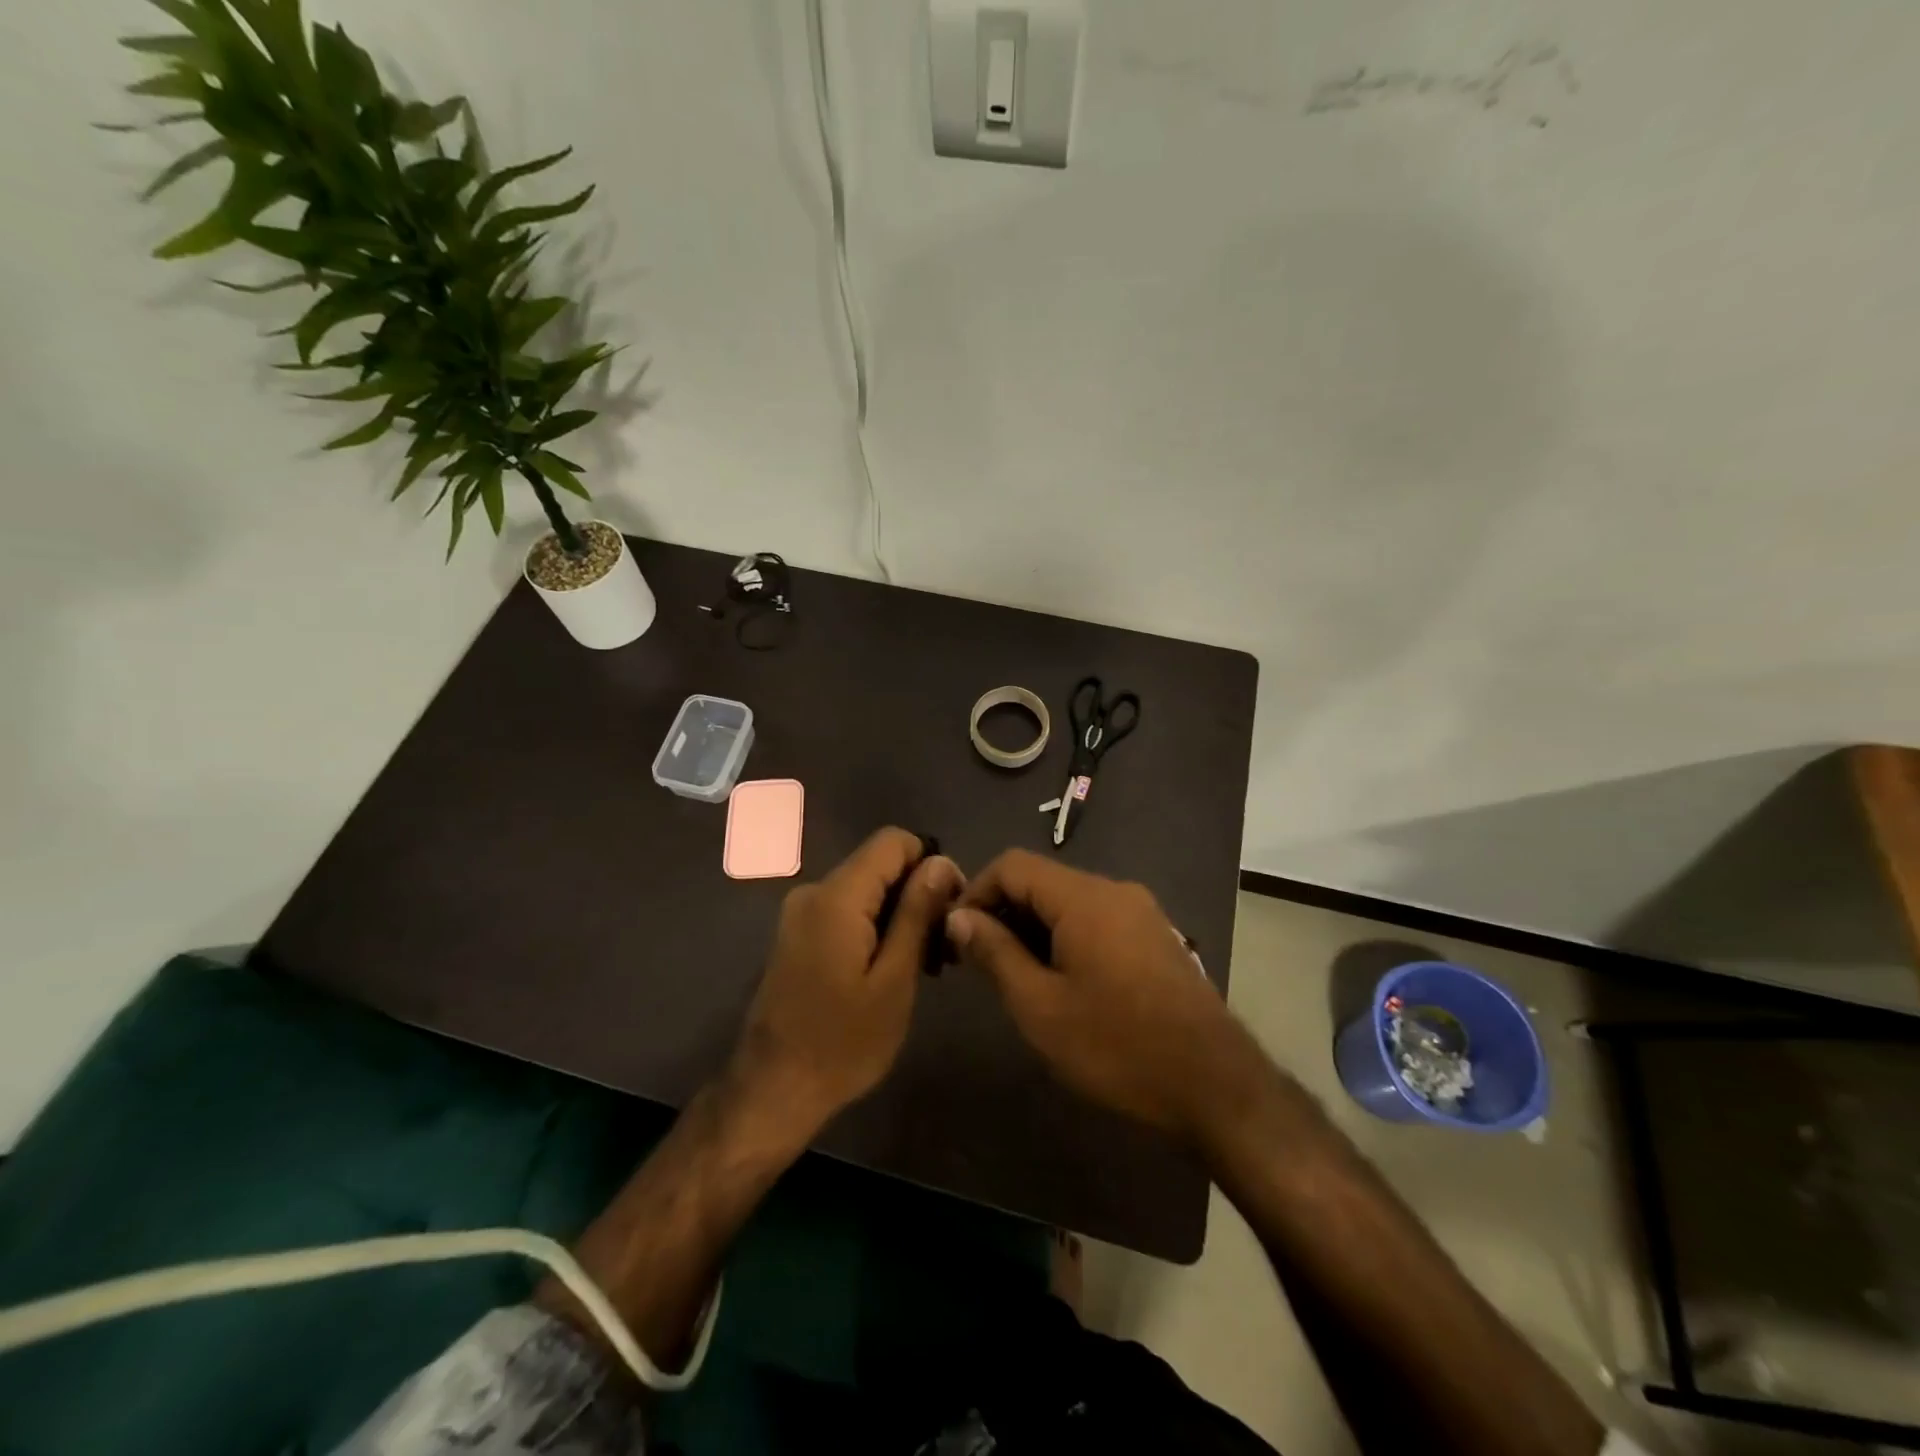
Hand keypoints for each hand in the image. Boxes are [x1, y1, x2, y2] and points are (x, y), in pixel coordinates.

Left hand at [731, 828, 962, 1142]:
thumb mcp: (894, 980)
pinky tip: (891, 969)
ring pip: (865, 889)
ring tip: (924, 966)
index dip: (930, 863)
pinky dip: (875, 927)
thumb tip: (941, 862)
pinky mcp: (798, 934)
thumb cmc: (843, 1043)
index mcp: (837, 897)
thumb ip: (917, 914)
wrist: (772, 1090)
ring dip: (899, 914)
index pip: (893, 841)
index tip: (951, 908)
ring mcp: (801, 913)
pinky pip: (846, 910)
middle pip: (879, 864)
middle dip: (917, 894)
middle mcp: (814, 892)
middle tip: (942, 949)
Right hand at [948, 851, 1262, 1142]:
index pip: (1013, 865)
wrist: (1215, 1086)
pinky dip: (1066, 937)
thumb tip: (959, 917)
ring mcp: (1141, 913)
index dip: (976, 891)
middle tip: (977, 961)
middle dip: (1003, 912)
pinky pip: (1097, 920)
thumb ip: (995, 953)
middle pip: (1042, 881)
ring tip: (1013, 976)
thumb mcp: (1040, 1006)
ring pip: (1070, 902)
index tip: (955, 934)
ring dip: (1034, 928)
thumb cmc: (1117, 1046)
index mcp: (1084, 897)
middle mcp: (1115, 891)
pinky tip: (1060, 982)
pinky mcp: (1156, 937)